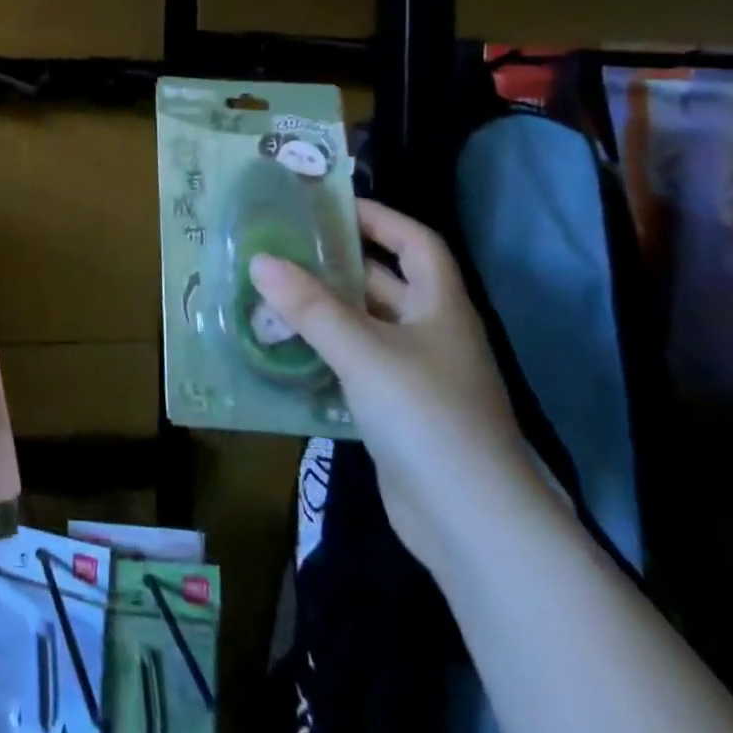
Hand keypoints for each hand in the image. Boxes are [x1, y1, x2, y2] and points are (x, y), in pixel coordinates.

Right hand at [249, 199, 546, 573]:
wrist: (473, 527)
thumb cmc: (427, 417)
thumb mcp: (363, 351)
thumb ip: (309, 306)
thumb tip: (259, 259)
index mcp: (440, 308)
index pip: (416, 243)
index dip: (379, 218)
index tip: (330, 205)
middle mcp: (432, 334)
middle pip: (385, 282)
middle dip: (338, 262)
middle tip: (283, 244)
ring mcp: (416, 376)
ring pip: (365, 326)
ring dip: (324, 309)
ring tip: (271, 289)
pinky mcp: (397, 413)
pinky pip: (355, 365)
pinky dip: (324, 351)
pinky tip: (284, 347)